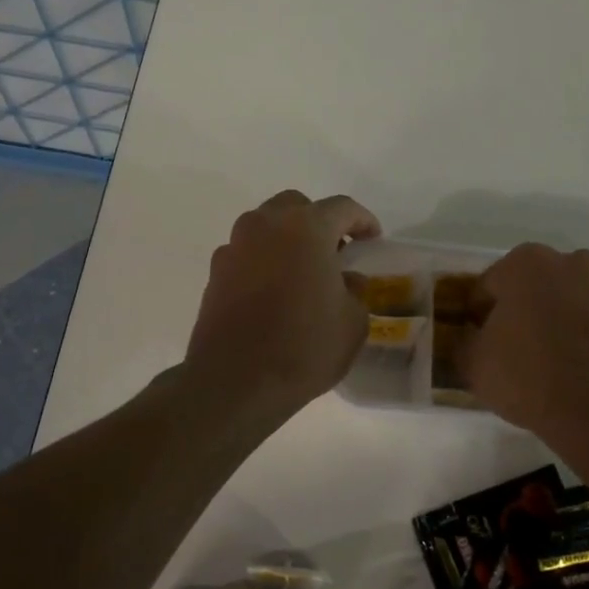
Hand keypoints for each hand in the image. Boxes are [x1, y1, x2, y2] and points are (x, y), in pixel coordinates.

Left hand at [184, 190, 381, 413]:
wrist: (235, 381)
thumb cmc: (304, 347)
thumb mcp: (352, 322)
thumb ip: (355, 291)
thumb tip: (346, 279)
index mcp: (306, 228)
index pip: (342, 208)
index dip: (362, 220)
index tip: (373, 239)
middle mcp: (266, 225)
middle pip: (297, 207)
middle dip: (319, 222)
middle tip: (335, 252)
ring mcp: (235, 246)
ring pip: (266, 226)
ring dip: (287, 239)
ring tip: (303, 271)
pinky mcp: (215, 272)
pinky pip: (247, 253)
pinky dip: (264, 261)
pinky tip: (274, 291)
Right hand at [464, 244, 588, 432]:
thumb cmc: (528, 377)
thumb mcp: (472, 363)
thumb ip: (463, 341)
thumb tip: (469, 338)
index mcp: (528, 263)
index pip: (491, 285)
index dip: (482, 315)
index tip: (482, 342)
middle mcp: (578, 262)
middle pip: (544, 286)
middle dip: (534, 310)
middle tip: (526, 351)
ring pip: (587, 301)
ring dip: (576, 320)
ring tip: (568, 365)